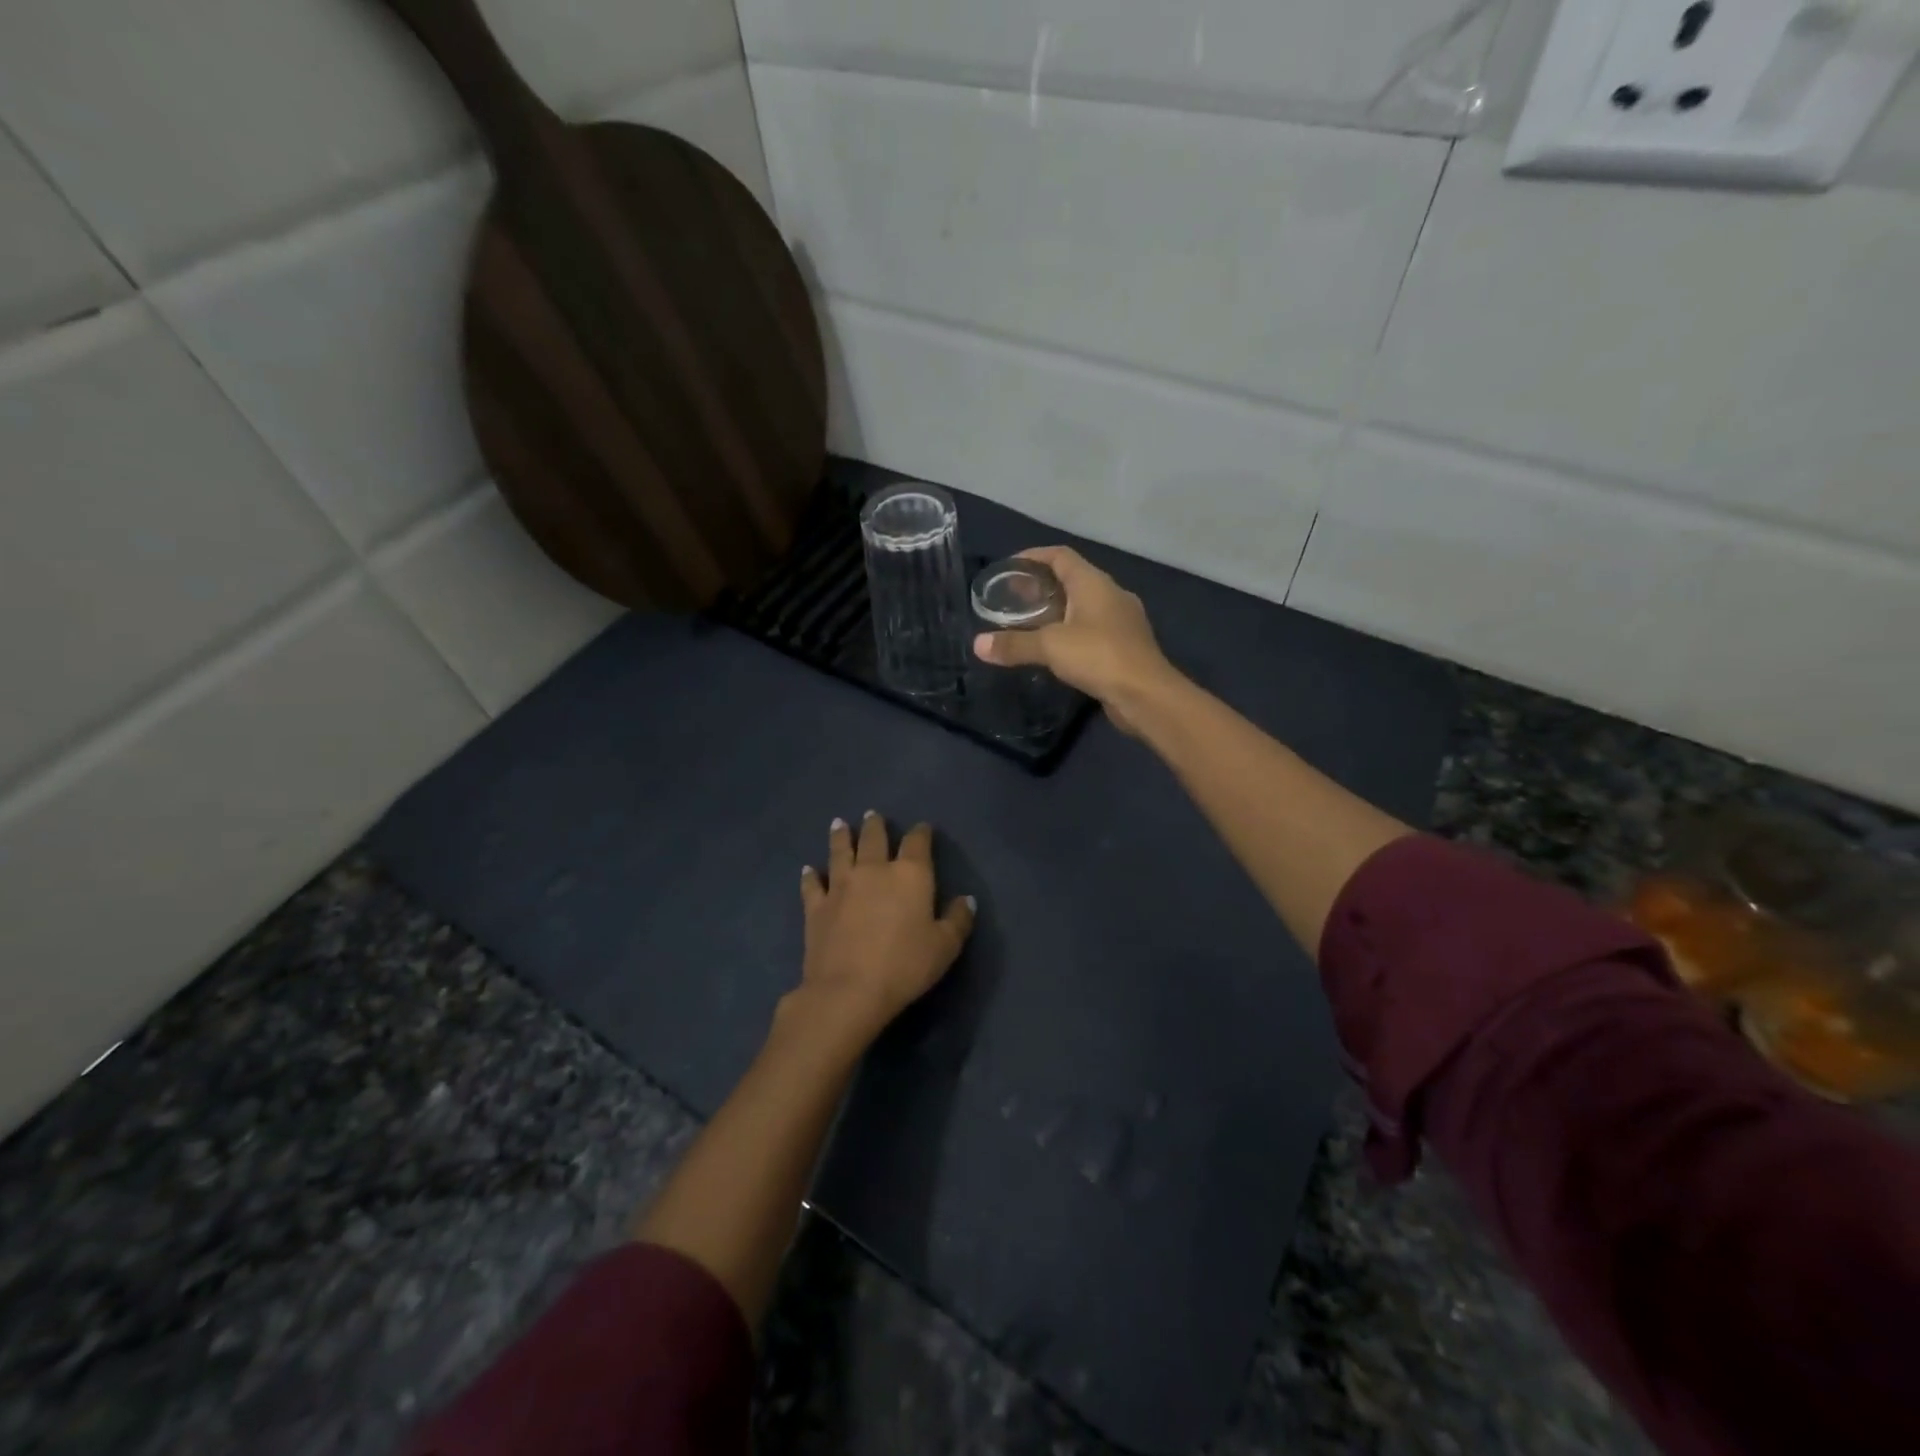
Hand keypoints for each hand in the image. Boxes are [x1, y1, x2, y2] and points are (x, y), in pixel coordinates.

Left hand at [795, 813, 975, 1042]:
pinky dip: (810, 875)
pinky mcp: (816, 906)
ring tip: (839, 823)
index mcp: (910, 875)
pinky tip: (808, 869)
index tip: (923, 828)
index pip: (918, 843)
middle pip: (874, 838)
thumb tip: (967, 899)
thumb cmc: (905, 966)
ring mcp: (841, 885)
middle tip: (873, 815)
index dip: (921, 833)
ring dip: (841, 836)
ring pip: (840, 852)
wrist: (849, 990)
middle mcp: (874, 870)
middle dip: (876, 825)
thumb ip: (958, 920)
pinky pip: (812, 884)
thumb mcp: (945, 947)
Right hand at [971, 546, 1177, 733]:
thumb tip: (978, 645)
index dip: (1034, 556)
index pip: (1061, 556)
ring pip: (1084, 606)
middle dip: (1042, 586)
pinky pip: (1093, 629)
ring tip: (1030, 624)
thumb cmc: (1099, 657)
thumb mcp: (1050, 647)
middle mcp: (1111, 594)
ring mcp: (1122, 621)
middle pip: (1072, 579)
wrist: (1147, 695)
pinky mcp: (1126, 646)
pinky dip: (1072, 632)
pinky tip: (1057, 650)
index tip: (1009, 568)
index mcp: (1094, 583)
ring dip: (1058, 611)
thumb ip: (1014, 644)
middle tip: (1013, 600)